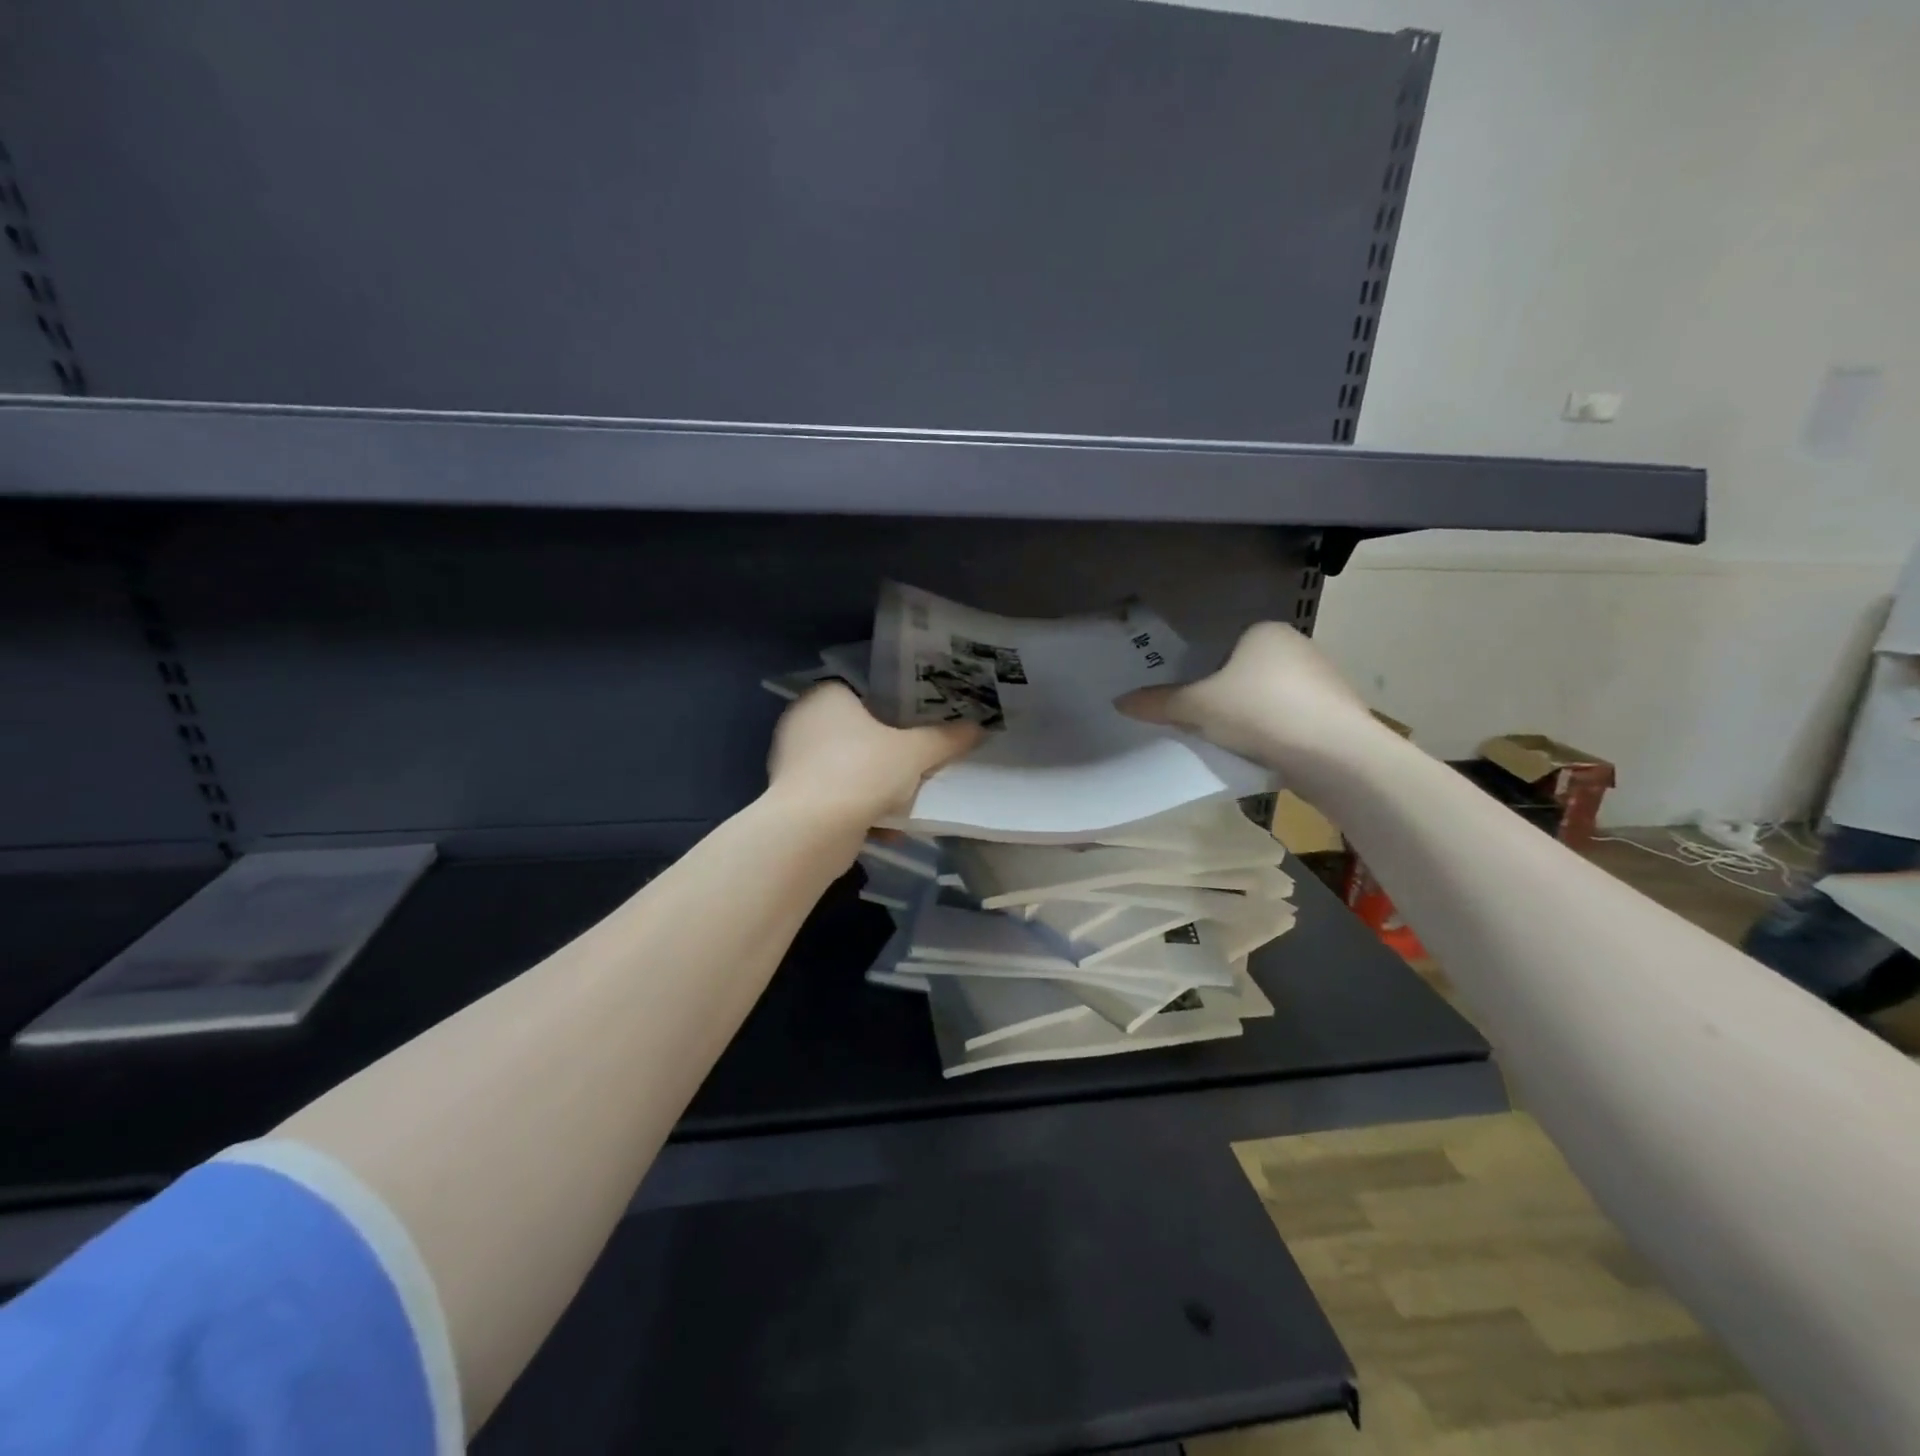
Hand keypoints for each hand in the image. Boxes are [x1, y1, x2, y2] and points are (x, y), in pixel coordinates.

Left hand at [768, 682, 982, 824]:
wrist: (812, 830)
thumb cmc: (862, 771)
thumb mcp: (914, 753)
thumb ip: (945, 740)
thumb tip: (978, 728)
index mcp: (826, 697)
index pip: (864, 695)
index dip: (893, 713)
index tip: (917, 733)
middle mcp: (803, 722)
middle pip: (858, 735)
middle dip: (887, 756)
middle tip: (917, 767)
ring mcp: (792, 761)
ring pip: (848, 770)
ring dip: (876, 789)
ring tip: (906, 803)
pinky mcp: (792, 798)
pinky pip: (836, 797)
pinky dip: (859, 811)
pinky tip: (886, 829)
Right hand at [1115, 622, 1377, 773]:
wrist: (1335, 754)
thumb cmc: (1260, 711)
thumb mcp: (1198, 707)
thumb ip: (1159, 703)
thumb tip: (1119, 701)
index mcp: (1265, 632)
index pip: (1224, 648)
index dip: (1203, 674)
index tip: (1191, 703)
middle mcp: (1299, 647)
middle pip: (1247, 674)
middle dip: (1228, 698)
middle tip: (1204, 725)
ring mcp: (1324, 680)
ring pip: (1272, 699)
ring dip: (1254, 719)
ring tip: (1233, 745)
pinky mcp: (1338, 715)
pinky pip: (1294, 721)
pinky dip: (1277, 735)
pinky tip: (1265, 755)